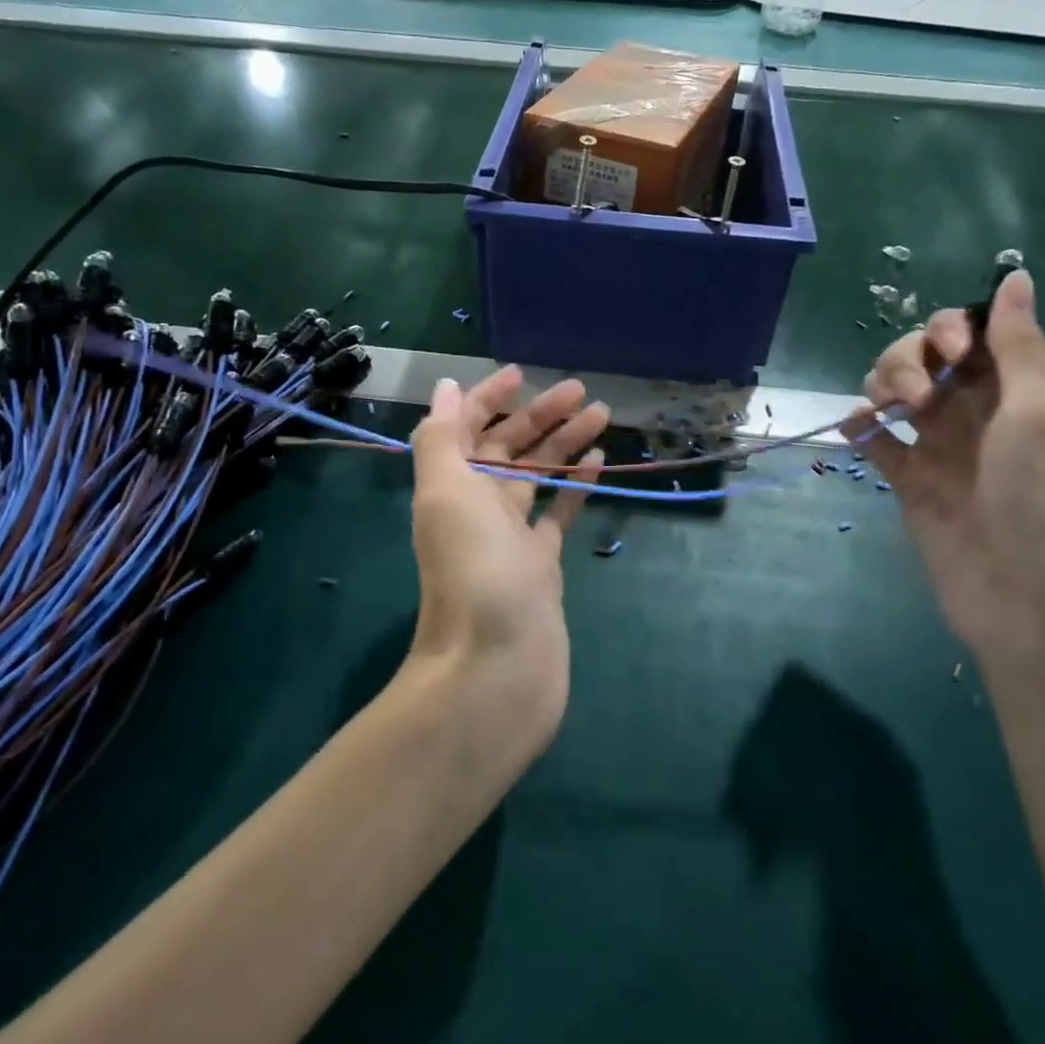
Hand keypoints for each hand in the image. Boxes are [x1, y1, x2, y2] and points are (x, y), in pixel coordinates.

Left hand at [407, 367, 608, 753]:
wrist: (497, 669)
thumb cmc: (474, 572)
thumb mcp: (446, 494)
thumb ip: (442, 438)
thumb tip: (447, 387)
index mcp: (450, 487)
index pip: (466, 428)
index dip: (489, 397)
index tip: (523, 374)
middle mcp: (476, 507)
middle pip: (508, 448)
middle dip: (539, 415)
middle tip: (582, 391)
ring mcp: (511, 538)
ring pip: (538, 476)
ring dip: (563, 444)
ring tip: (602, 415)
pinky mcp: (542, 565)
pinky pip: (558, 514)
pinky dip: (574, 486)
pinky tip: (597, 462)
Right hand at [848, 271, 1044, 662]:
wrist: (1022, 595)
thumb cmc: (1040, 497)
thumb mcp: (1038, 410)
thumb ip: (1019, 343)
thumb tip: (1015, 275)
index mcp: (1014, 388)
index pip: (971, 332)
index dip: (950, 329)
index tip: (949, 353)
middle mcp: (973, 409)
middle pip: (923, 355)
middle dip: (907, 359)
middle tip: (914, 397)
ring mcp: (938, 445)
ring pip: (893, 390)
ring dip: (880, 386)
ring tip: (885, 413)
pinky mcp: (908, 479)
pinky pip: (874, 440)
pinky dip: (859, 428)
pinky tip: (856, 432)